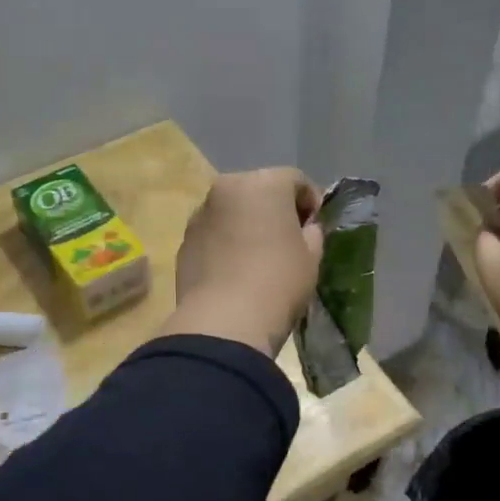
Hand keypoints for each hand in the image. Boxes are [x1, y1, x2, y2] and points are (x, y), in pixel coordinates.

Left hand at [164, 168, 324, 355]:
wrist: (224, 320)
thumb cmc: (278, 281)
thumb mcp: (311, 257)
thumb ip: (312, 233)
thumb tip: (304, 228)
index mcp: (264, 183)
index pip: (295, 180)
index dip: (310, 202)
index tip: (315, 227)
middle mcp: (227, 188)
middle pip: (258, 190)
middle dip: (274, 208)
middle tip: (287, 239)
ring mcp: (201, 214)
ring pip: (232, 211)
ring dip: (246, 224)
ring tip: (258, 256)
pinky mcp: (184, 241)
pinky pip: (213, 233)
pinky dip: (225, 243)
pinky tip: (234, 270)